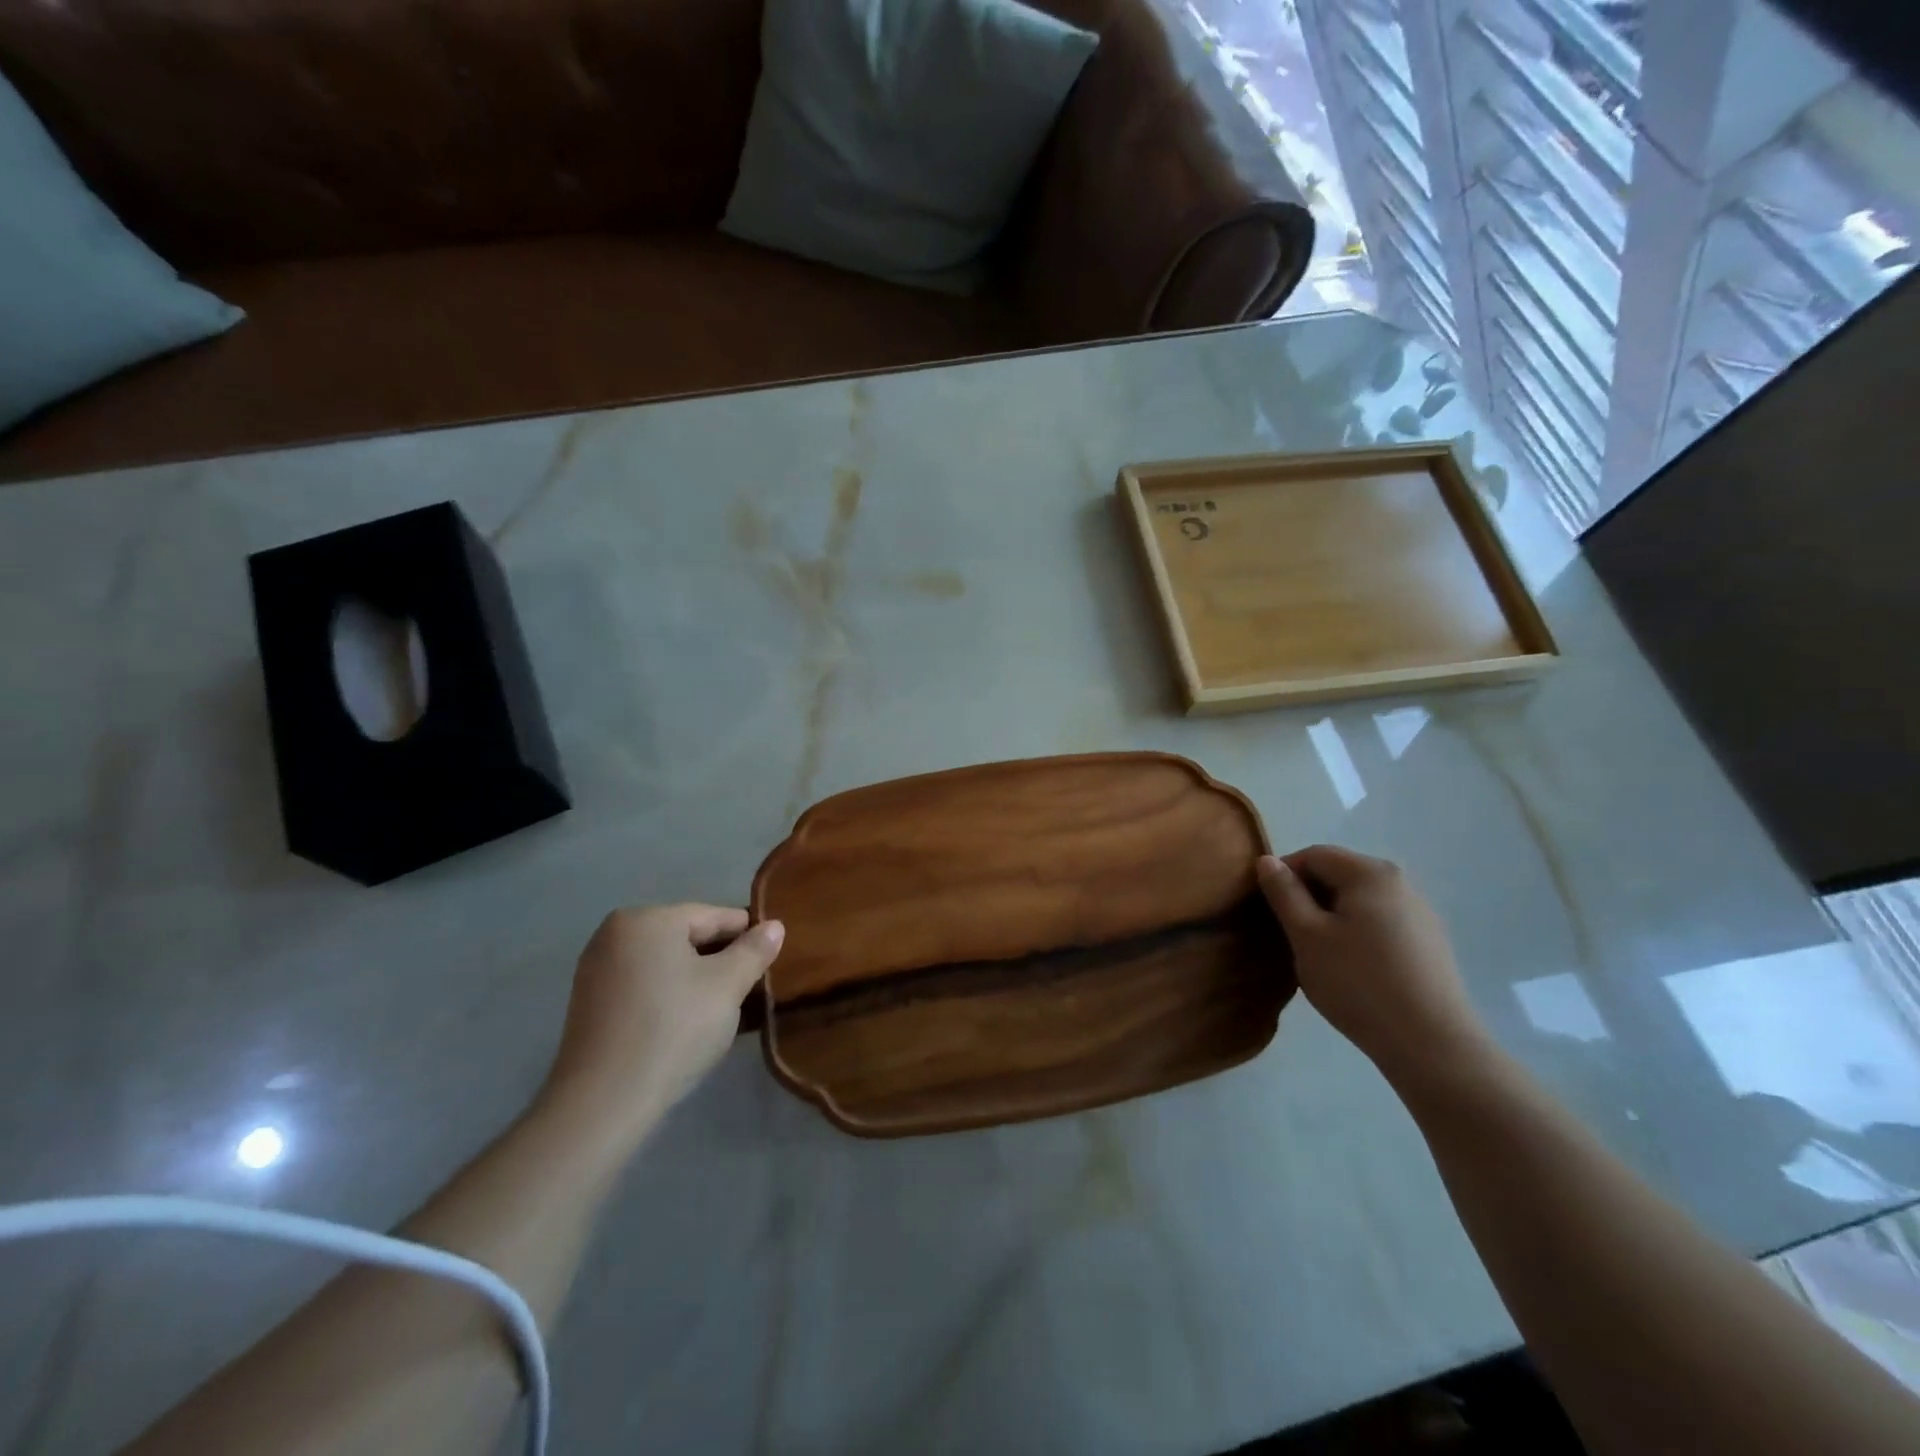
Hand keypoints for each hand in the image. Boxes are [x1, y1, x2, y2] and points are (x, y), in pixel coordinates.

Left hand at [539, 904, 783, 1142]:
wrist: (603, 1103)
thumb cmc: (673, 1029)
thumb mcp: (727, 986)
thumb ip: (754, 951)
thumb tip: (775, 926)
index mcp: (648, 919)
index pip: (714, 916)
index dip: (749, 936)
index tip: (773, 960)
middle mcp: (616, 934)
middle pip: (687, 938)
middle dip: (722, 960)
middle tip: (752, 989)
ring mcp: (597, 969)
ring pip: (666, 964)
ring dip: (698, 980)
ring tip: (726, 1009)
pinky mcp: (590, 1005)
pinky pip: (645, 986)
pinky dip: (670, 996)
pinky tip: (690, 1023)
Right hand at [1257, 846, 1486, 1084]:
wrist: (1431, 1045)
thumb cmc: (1358, 983)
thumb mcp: (1306, 936)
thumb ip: (1284, 893)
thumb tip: (1267, 860)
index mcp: (1370, 873)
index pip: (1313, 855)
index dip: (1284, 876)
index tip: (1269, 910)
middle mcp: (1400, 882)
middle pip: (1339, 875)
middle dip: (1308, 897)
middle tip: (1291, 935)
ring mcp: (1420, 913)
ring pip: (1359, 901)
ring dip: (1332, 917)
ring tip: (1320, 955)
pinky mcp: (1430, 943)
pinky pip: (1380, 923)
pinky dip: (1357, 934)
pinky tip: (1353, 969)